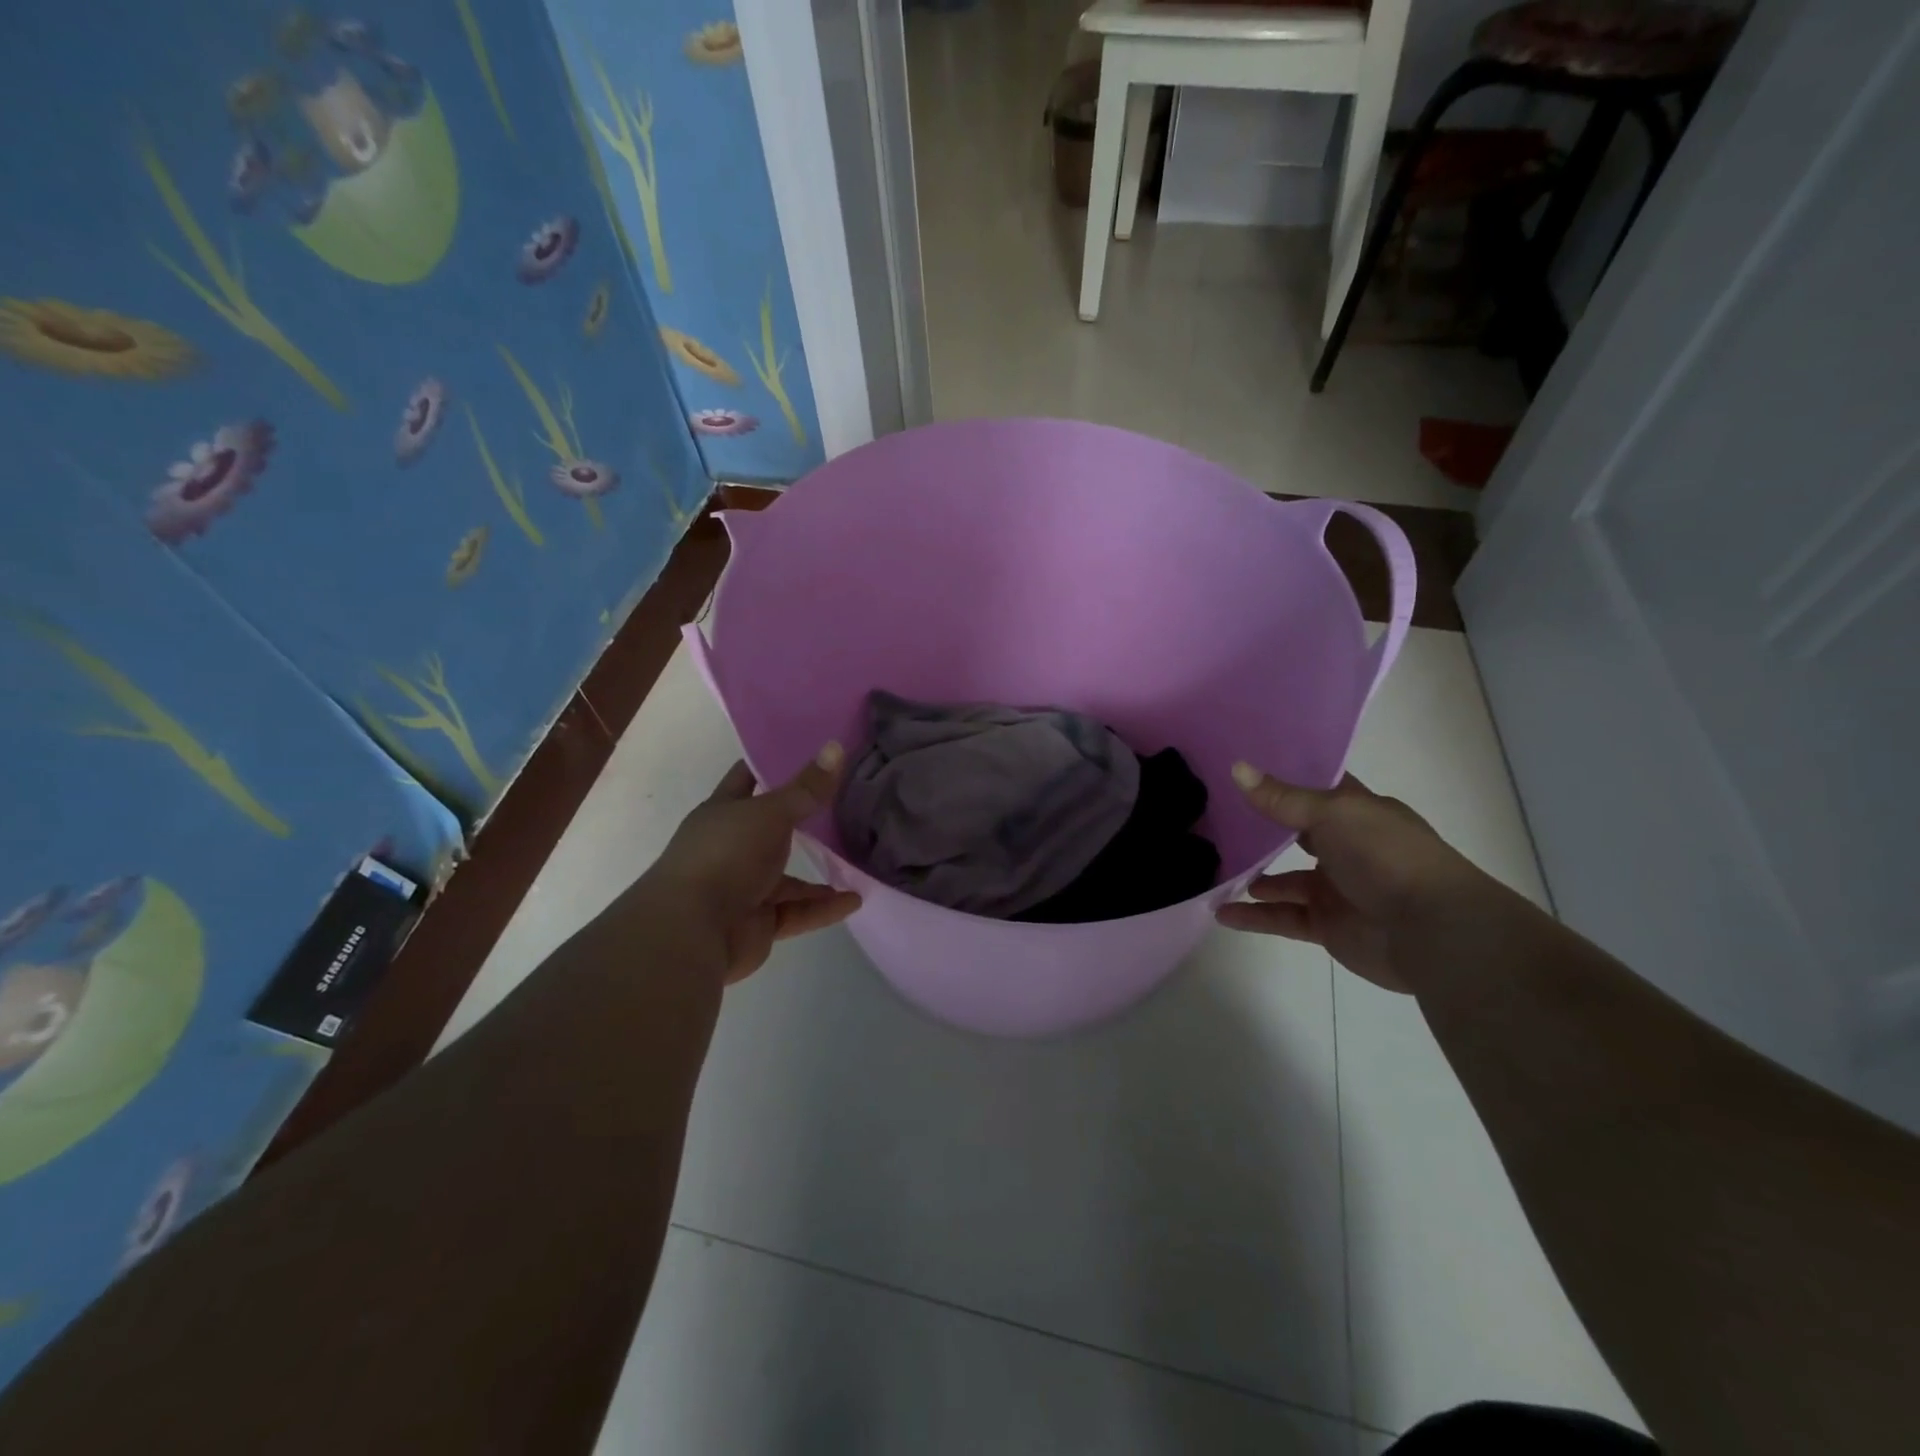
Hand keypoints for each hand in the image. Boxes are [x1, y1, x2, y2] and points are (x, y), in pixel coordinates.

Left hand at [643, 747, 861, 983]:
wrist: (692, 931)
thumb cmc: (726, 856)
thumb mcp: (770, 814)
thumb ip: (806, 788)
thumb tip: (836, 746)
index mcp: (722, 813)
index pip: (746, 779)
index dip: (771, 765)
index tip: (807, 752)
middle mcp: (730, 848)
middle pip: (771, 829)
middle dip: (803, 821)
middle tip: (845, 804)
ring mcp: (743, 888)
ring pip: (787, 877)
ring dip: (819, 873)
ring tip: (857, 862)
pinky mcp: (758, 924)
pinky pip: (797, 912)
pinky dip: (823, 908)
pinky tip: (855, 900)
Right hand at [1216, 763, 1489, 992]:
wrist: (1431, 931)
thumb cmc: (1386, 856)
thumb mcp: (1332, 814)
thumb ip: (1282, 798)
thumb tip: (1237, 767)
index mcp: (1359, 814)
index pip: (1319, 788)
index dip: (1286, 777)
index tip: (1243, 766)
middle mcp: (1348, 848)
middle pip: (1297, 834)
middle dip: (1262, 828)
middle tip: (1216, 816)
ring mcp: (1337, 889)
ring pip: (1285, 880)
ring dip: (1253, 876)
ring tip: (1214, 867)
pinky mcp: (1328, 925)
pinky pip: (1282, 917)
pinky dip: (1253, 916)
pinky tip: (1221, 911)